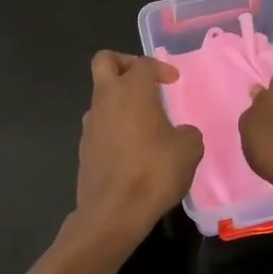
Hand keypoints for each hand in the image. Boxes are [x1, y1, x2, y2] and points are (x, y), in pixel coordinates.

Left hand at [72, 51, 203, 245]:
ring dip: (119, 99)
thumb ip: (187, 133)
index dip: (160, 68)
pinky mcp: (84, 146)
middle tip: (144, 82)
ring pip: (100, 95)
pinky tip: (132, 148)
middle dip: (124, 64)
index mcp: (132, 90)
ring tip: (143, 122)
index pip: (143, 63)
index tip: (173, 82)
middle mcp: (106, 98)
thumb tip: (180, 133)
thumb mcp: (189, 150)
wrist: (113, 212)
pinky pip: (99, 124)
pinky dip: (114, 125)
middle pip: (105, 61)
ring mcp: (90, 123)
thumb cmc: (154, 172)